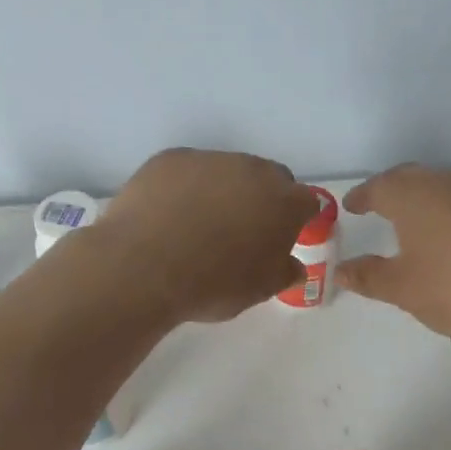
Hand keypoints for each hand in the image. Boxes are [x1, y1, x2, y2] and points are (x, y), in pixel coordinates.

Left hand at [99, 148, 320, 322]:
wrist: (144, 267)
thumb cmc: (213, 284)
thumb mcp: (259, 291)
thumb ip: (284, 272)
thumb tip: (293, 266)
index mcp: (283, 202)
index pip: (306, 202)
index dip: (297, 220)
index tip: (283, 238)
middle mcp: (252, 170)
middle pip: (268, 178)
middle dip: (263, 199)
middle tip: (243, 231)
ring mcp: (209, 159)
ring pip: (227, 170)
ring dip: (223, 190)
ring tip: (198, 224)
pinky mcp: (170, 159)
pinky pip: (188, 170)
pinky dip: (185, 187)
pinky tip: (169, 215)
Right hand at [340, 164, 450, 339]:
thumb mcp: (405, 289)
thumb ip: (369, 277)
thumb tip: (341, 270)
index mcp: (413, 196)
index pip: (378, 187)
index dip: (362, 197)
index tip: (351, 206)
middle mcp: (446, 182)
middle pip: (411, 178)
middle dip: (391, 191)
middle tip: (378, 207)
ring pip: (443, 187)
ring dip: (425, 200)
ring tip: (417, 224)